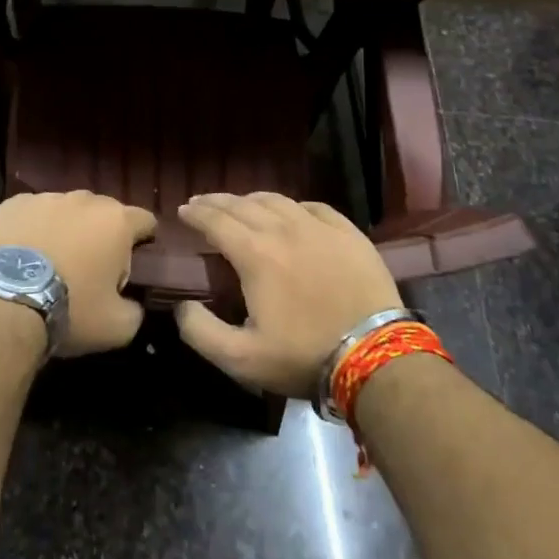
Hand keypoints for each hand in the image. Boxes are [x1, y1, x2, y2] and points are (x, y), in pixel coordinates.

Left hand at [0, 192, 155, 356]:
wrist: (4, 305)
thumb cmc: (70, 311)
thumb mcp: (117, 327)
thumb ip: (134, 309)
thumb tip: (131, 304)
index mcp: (117, 221)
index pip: (145, 220)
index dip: (144, 238)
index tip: (136, 258)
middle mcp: (84, 199)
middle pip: (103, 212)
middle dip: (102, 234)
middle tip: (91, 266)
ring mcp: (46, 197)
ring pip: (66, 210)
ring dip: (66, 229)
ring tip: (52, 260)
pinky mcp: (12, 204)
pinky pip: (32, 213)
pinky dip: (33, 228)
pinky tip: (23, 254)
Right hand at [174, 193, 401, 396]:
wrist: (376, 355)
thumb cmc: (304, 356)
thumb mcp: (241, 359)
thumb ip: (201, 332)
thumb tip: (182, 306)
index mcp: (255, 254)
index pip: (216, 221)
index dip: (196, 213)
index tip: (183, 210)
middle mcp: (283, 229)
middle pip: (242, 204)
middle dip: (217, 201)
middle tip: (202, 202)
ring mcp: (319, 228)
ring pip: (277, 200)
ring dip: (251, 199)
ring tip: (241, 203)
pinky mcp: (349, 233)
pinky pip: (314, 206)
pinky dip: (293, 205)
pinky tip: (291, 211)